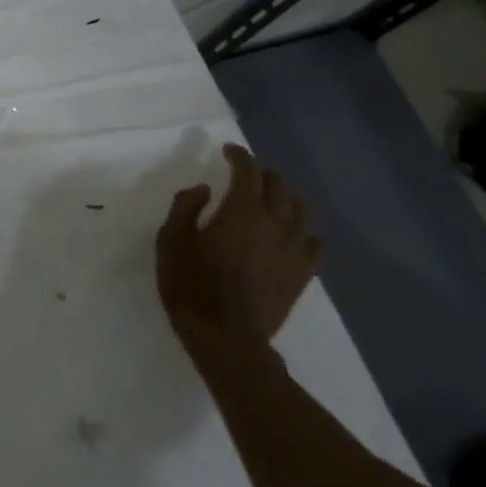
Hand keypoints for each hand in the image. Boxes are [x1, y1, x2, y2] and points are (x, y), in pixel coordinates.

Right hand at [157, 144, 322, 362]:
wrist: (226, 336)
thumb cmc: (191, 285)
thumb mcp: (171, 241)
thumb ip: (185, 208)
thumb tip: (203, 189)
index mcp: (242, 211)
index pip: (247, 172)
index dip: (239, 156)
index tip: (228, 150)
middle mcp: (276, 223)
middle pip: (279, 186)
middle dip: (263, 173)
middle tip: (246, 173)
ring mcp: (295, 249)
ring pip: (301, 210)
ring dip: (286, 196)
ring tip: (272, 197)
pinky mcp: (303, 273)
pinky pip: (314, 242)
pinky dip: (304, 230)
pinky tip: (295, 234)